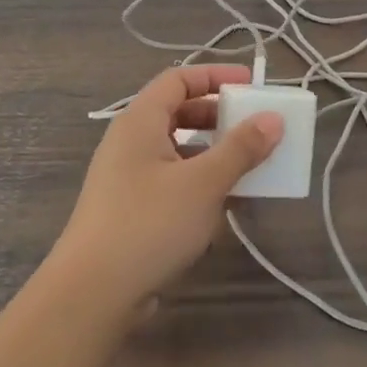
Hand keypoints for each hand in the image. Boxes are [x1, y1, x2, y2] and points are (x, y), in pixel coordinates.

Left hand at [42, 65, 282, 326]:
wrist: (93, 291)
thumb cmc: (149, 223)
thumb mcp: (203, 183)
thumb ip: (241, 149)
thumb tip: (273, 119)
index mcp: (140, 121)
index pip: (178, 79)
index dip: (215, 76)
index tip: (251, 84)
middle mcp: (129, 141)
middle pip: (177, 113)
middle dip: (218, 116)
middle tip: (254, 127)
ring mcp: (127, 177)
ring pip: (176, 150)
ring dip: (212, 152)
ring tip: (248, 166)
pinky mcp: (130, 209)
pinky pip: (171, 180)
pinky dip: (198, 181)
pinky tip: (225, 204)